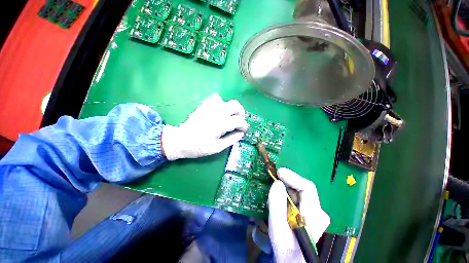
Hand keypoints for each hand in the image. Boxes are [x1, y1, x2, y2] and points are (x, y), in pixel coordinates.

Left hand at [162, 93, 247, 160]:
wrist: (180, 140)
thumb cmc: (199, 146)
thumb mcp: (218, 147)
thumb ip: (232, 139)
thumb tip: (241, 133)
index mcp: (221, 124)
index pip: (239, 120)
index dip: (244, 125)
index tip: (243, 130)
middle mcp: (217, 112)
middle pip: (235, 105)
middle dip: (240, 112)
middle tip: (239, 121)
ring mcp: (209, 107)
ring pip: (225, 100)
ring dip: (230, 108)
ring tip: (229, 116)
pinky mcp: (203, 105)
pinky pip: (215, 99)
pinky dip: (220, 104)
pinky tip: (219, 112)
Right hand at [268, 168, 329, 262]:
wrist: (291, 260)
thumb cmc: (285, 247)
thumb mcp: (277, 227)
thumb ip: (276, 204)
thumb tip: (277, 183)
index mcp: (315, 215)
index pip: (307, 187)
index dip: (292, 177)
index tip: (278, 172)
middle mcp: (318, 211)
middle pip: (302, 188)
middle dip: (286, 184)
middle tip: (273, 183)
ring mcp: (314, 212)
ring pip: (298, 193)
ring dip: (285, 191)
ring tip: (274, 198)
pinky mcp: (308, 213)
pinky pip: (296, 198)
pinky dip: (286, 196)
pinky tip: (279, 204)